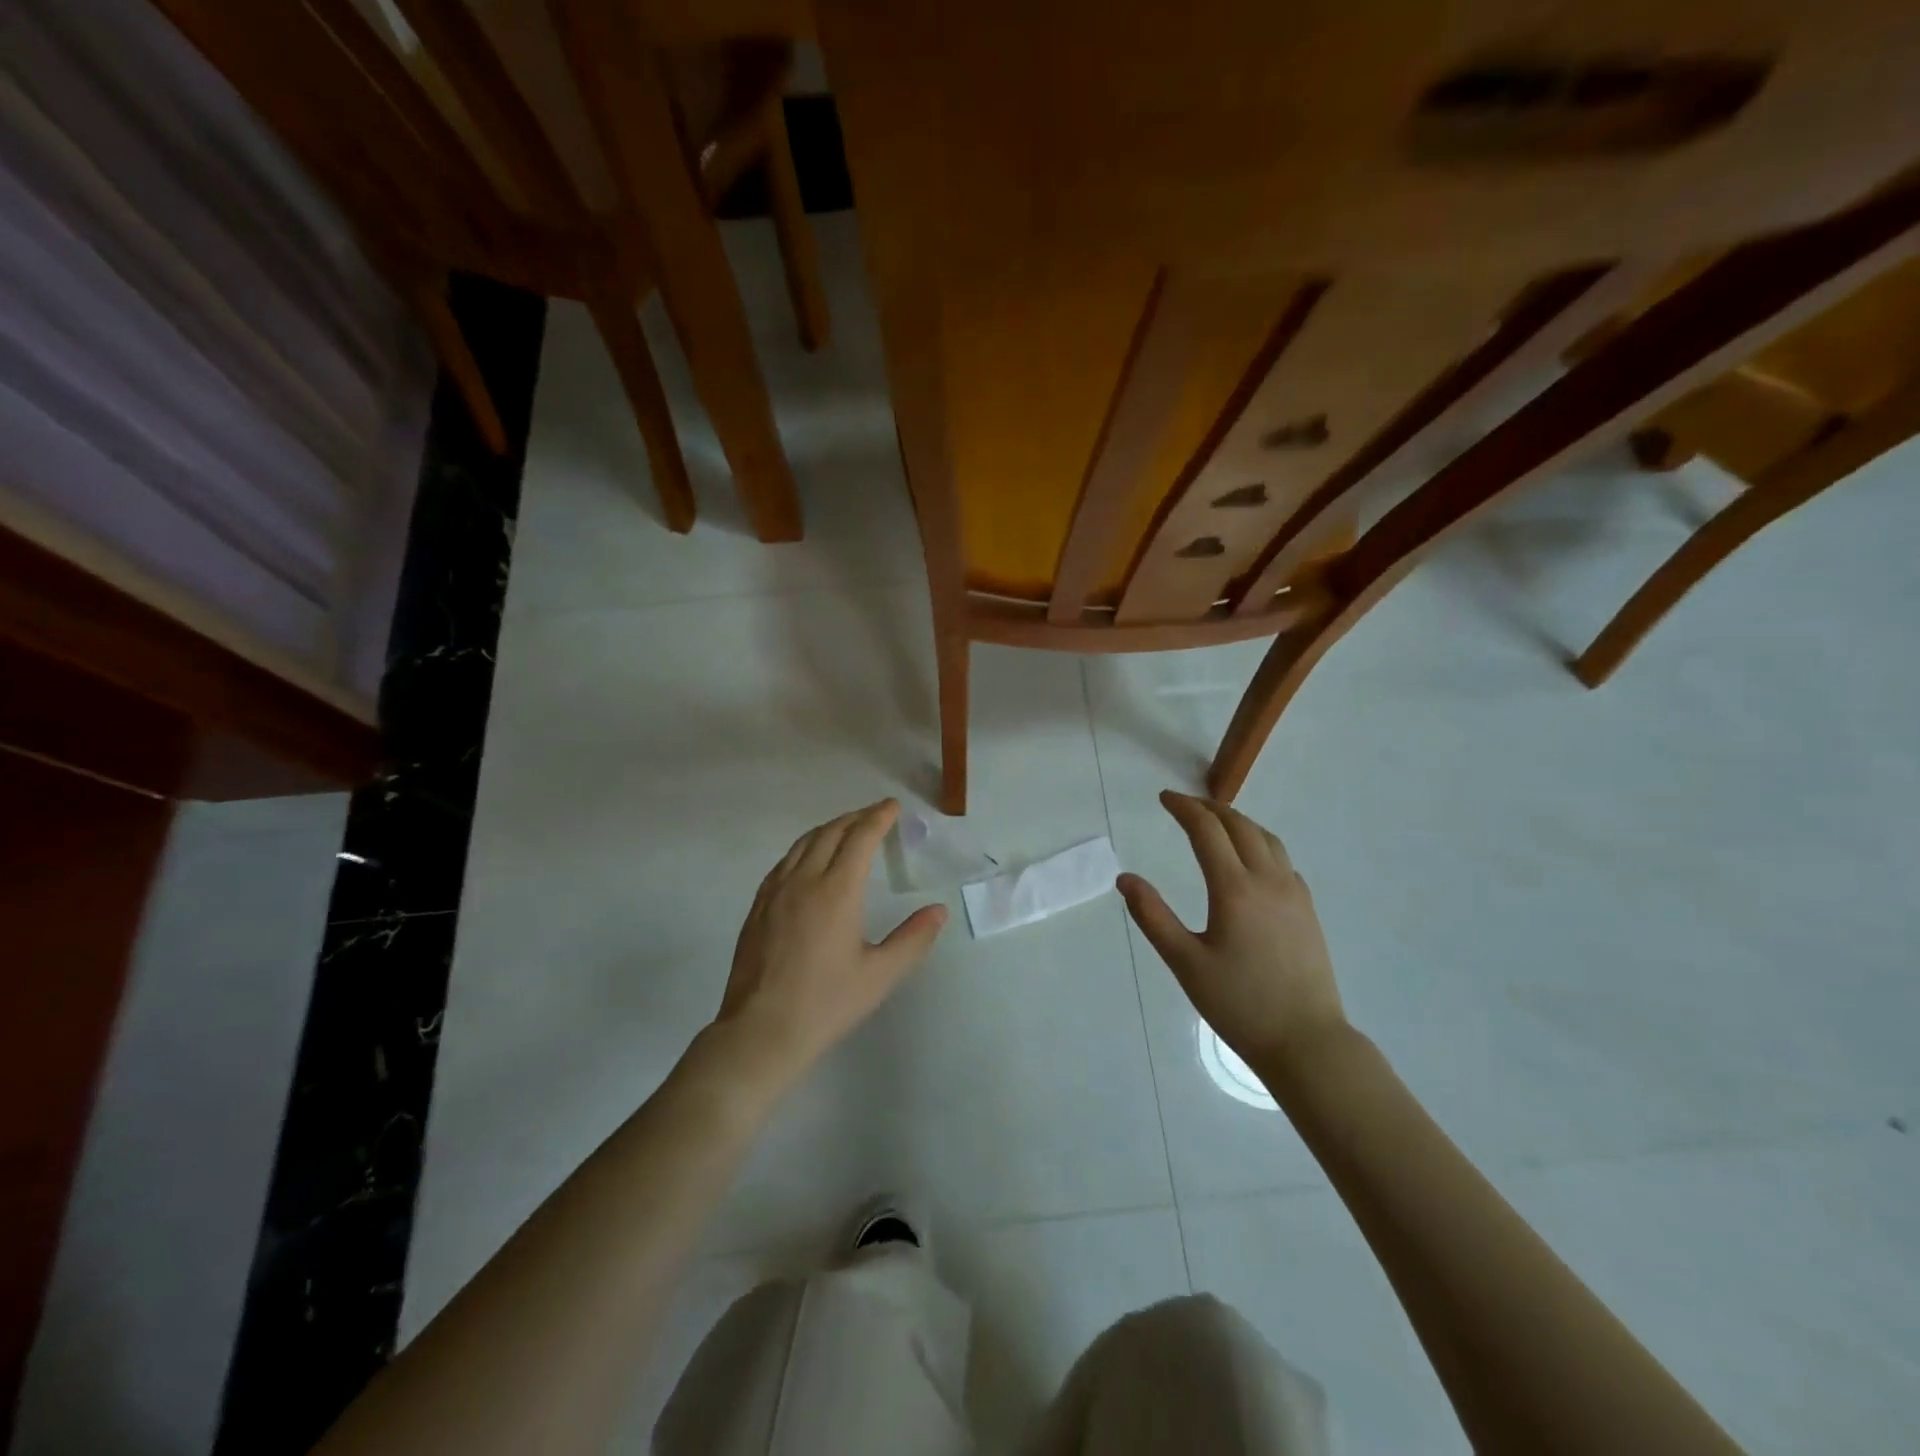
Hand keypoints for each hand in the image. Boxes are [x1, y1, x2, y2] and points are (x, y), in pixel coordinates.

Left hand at [717, 800, 947, 1087]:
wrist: (761, 1032)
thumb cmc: (826, 1003)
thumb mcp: (880, 975)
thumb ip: (913, 939)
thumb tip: (939, 910)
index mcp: (836, 892)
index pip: (860, 839)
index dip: (878, 817)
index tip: (892, 806)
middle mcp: (803, 881)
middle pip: (829, 833)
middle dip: (854, 818)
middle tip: (874, 815)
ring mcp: (774, 893)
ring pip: (802, 844)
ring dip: (827, 829)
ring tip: (844, 830)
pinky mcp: (757, 908)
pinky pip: (783, 863)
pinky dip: (803, 849)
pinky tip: (807, 862)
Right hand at [1118, 792, 1345, 1071]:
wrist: (1306, 1041)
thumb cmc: (1239, 1004)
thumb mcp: (1185, 962)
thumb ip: (1152, 916)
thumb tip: (1125, 878)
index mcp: (1235, 889)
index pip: (1207, 831)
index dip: (1184, 808)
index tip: (1164, 798)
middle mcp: (1268, 880)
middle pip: (1240, 826)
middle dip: (1210, 808)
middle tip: (1184, 805)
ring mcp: (1294, 894)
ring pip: (1267, 838)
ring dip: (1238, 821)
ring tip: (1215, 822)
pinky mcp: (1307, 909)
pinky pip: (1282, 859)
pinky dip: (1260, 842)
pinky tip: (1250, 859)